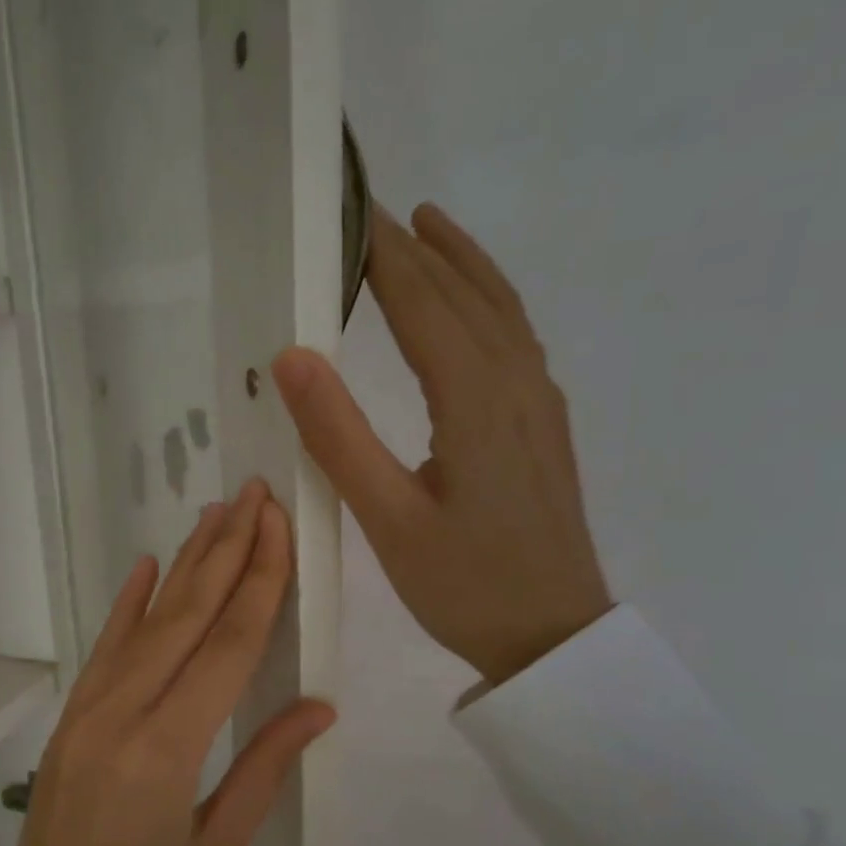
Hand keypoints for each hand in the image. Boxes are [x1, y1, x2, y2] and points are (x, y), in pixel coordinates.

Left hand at [15, 480, 335, 845]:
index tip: (277, 524)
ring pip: (146, 621)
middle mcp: (124, 713)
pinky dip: (127, 603)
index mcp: (169, 749)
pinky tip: (147, 566)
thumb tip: (319, 704)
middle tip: (251, 494)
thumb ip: (266, 766)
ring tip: (214, 514)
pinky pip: (105, 647)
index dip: (259, 580)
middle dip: (225, 550)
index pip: (228, 645)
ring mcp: (89, 708)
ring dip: (184, 565)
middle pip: (186, 616)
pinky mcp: (71, 714)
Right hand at [273, 203, 610, 683]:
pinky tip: (472, 307)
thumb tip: (291, 356)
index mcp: (475, 400)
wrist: (553, 637)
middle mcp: (516, 384)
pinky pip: (515, 339)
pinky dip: (488, 301)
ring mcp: (539, 403)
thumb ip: (339, 436)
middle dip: (418, 247)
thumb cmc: (465, 586)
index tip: (347, 208)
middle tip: (371, 208)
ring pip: (501, 310)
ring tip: (426, 226)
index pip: (423, 302)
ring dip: (461, 263)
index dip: (384, 254)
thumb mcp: (388, 520)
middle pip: (465, 293)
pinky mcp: (545, 425)